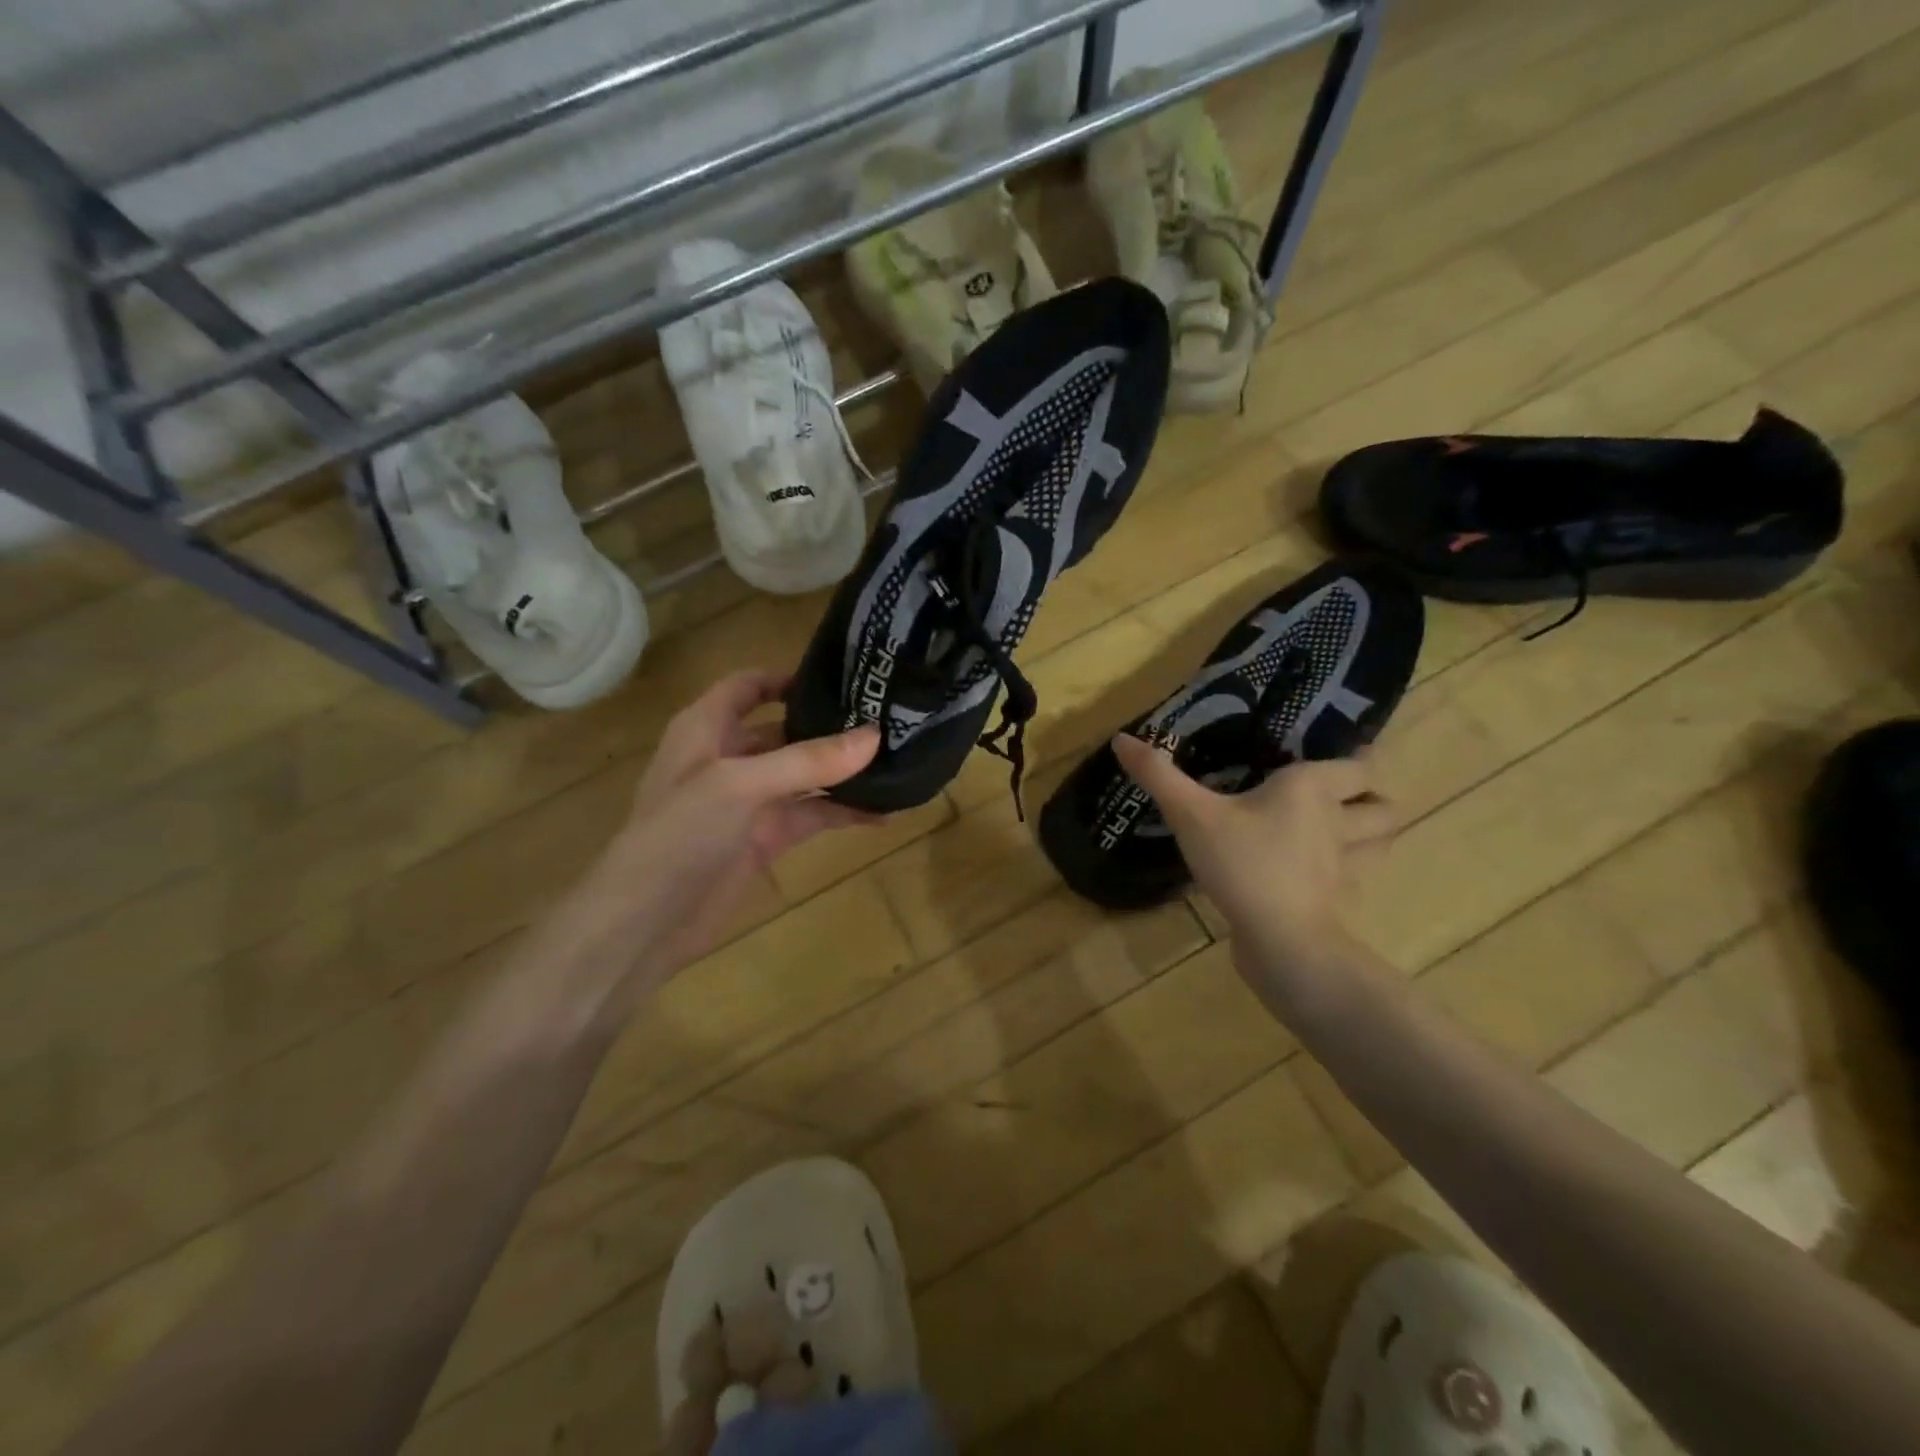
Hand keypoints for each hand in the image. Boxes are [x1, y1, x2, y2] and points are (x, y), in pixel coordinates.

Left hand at [539, 672, 878, 1021]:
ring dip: (843, 772)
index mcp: (706, 728)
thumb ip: (808, 760)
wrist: (645, 923)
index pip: (747, 687)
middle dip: (830, 726)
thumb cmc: (679, 834)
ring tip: (897, 762)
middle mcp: (728, 758)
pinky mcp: (765, 839)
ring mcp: (748, 801)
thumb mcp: (740, 785)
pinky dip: (843, 812)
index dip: (787, 678)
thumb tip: (875, 736)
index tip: (842, 678)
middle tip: (887, 719)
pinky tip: (884, 813)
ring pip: (804, 775)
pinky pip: (811, 815)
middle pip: (785, 730)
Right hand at [1111, 737, 1393, 994]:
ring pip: (1382, 843)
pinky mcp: (1337, 902)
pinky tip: (1319, 873)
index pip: (1360, 765)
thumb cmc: (1243, 864)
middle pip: (1385, 805)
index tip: (1340, 750)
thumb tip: (1121, 739)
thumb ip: (1158, 776)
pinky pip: (1356, 879)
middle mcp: (1339, 822)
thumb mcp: (1191, 815)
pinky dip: (1348, 872)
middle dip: (1372, 798)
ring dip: (1371, 834)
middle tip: (1340, 794)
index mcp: (1312, 789)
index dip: (1358, 757)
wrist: (1281, 942)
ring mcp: (1346, 867)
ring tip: (1340, 830)